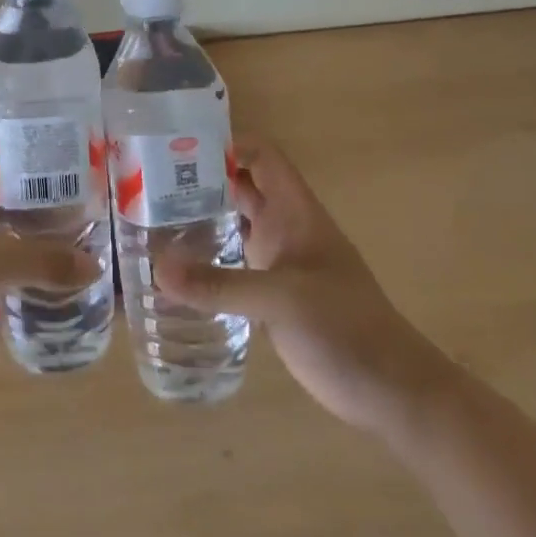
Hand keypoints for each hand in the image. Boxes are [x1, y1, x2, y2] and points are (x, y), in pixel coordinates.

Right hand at [155, 139, 454, 434]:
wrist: (390, 391)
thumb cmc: (346, 329)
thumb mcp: (282, 301)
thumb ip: (221, 285)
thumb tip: (158, 269)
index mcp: (296, 213)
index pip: (262, 157)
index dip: (226, 145)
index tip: (177, 150)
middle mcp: (285, 229)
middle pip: (240, 188)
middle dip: (200, 181)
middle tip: (145, 184)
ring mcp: (279, 263)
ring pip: (234, 226)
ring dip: (199, 220)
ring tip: (147, 221)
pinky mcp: (271, 297)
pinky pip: (231, 265)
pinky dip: (205, 261)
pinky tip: (172, 272)